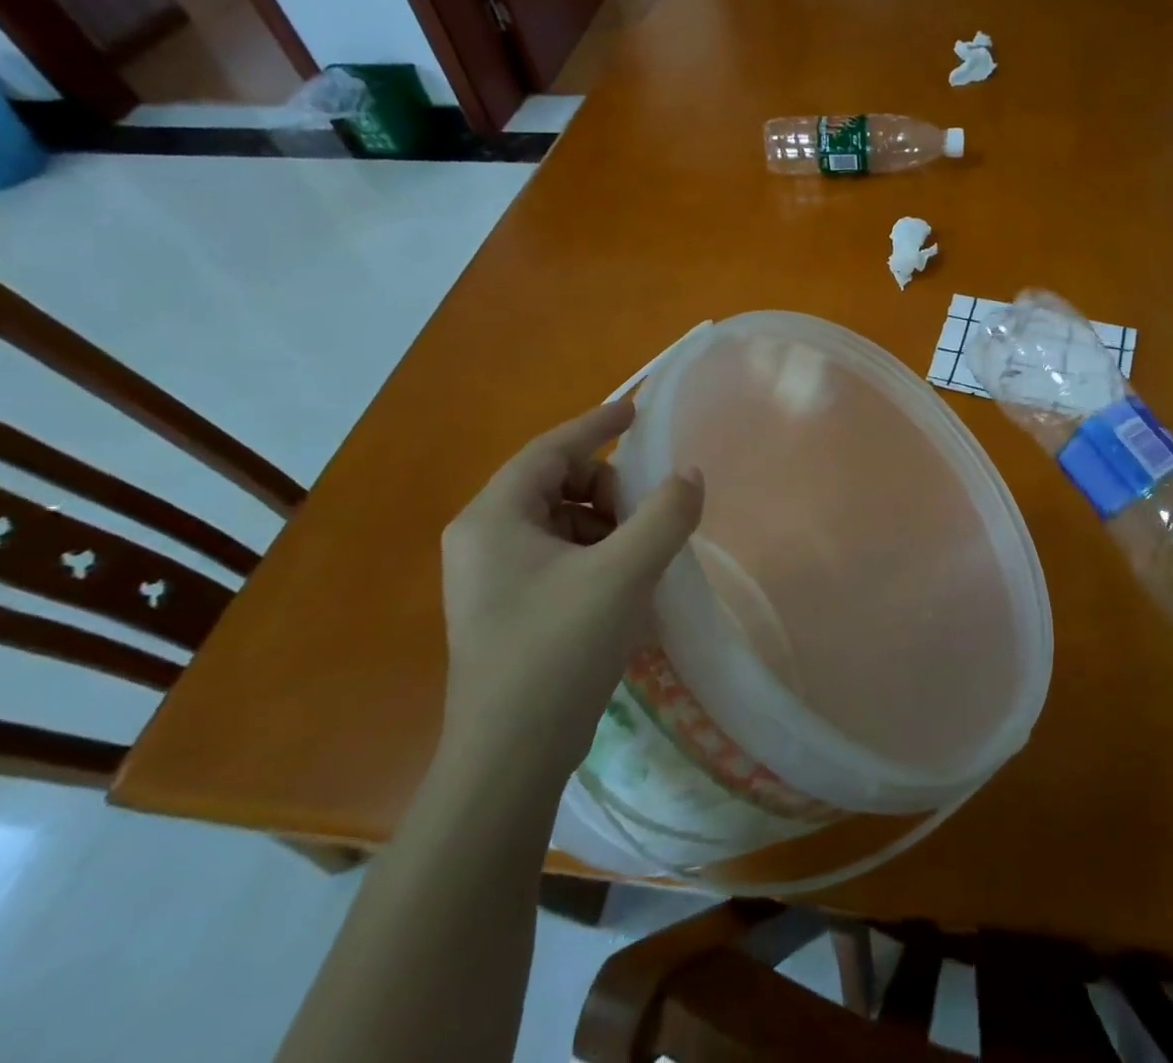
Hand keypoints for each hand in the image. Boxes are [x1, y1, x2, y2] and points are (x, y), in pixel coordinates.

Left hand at [438, 402, 702, 776]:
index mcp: (494, 518)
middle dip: (608, 490)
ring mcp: (490, 577)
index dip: (597, 425)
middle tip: (648, 515)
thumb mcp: (622, 574)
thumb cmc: (557, 652)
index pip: (550, 449)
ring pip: (560, 522)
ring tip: (641, 556)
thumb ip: (664, 515)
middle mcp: (482, 539)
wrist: (507, 761)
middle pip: (556, 484)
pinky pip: (558, 556)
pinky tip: (624, 585)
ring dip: (606, 525)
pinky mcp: (506, 608)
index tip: (637, 410)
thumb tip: (690, 474)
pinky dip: (595, 554)